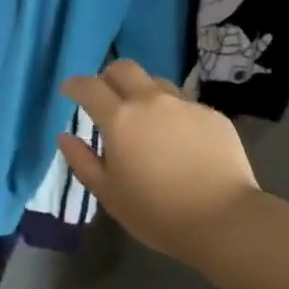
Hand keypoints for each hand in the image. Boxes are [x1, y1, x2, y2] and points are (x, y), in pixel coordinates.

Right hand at [59, 60, 260, 267]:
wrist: (223, 219)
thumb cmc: (157, 212)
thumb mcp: (109, 194)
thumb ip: (82, 161)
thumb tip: (65, 136)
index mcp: (120, 118)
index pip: (89, 87)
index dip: (75, 85)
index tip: (68, 90)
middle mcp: (151, 101)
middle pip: (124, 69)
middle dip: (109, 76)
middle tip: (106, 96)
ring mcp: (185, 104)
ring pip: (157, 83)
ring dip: (143, 93)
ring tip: (145, 118)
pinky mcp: (212, 115)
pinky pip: (185, 104)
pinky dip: (173, 113)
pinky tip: (179, 139)